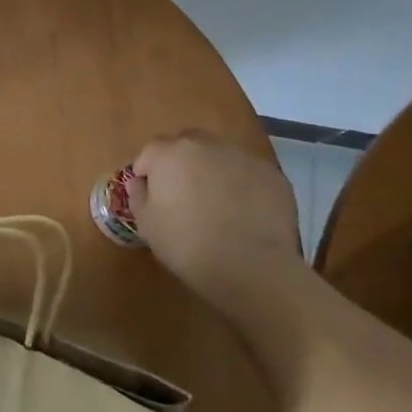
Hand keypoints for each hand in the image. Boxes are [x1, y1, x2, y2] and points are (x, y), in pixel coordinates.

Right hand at [127, 131, 302, 308]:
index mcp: (170, 154)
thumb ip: (138, 196)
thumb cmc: (187, 244)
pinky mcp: (273, 175)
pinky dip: (241, 185)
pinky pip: (248, 173)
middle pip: (187, 144)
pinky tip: (243, 212)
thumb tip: (140, 183)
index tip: (150, 195)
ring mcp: (243, 157)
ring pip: (220, 156)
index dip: (147, 172)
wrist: (251, 267)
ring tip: (216, 202)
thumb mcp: (146, 225)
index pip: (150, 152)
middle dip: (180, 162)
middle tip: (182, 193)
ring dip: (212, 171)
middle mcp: (206, 145)